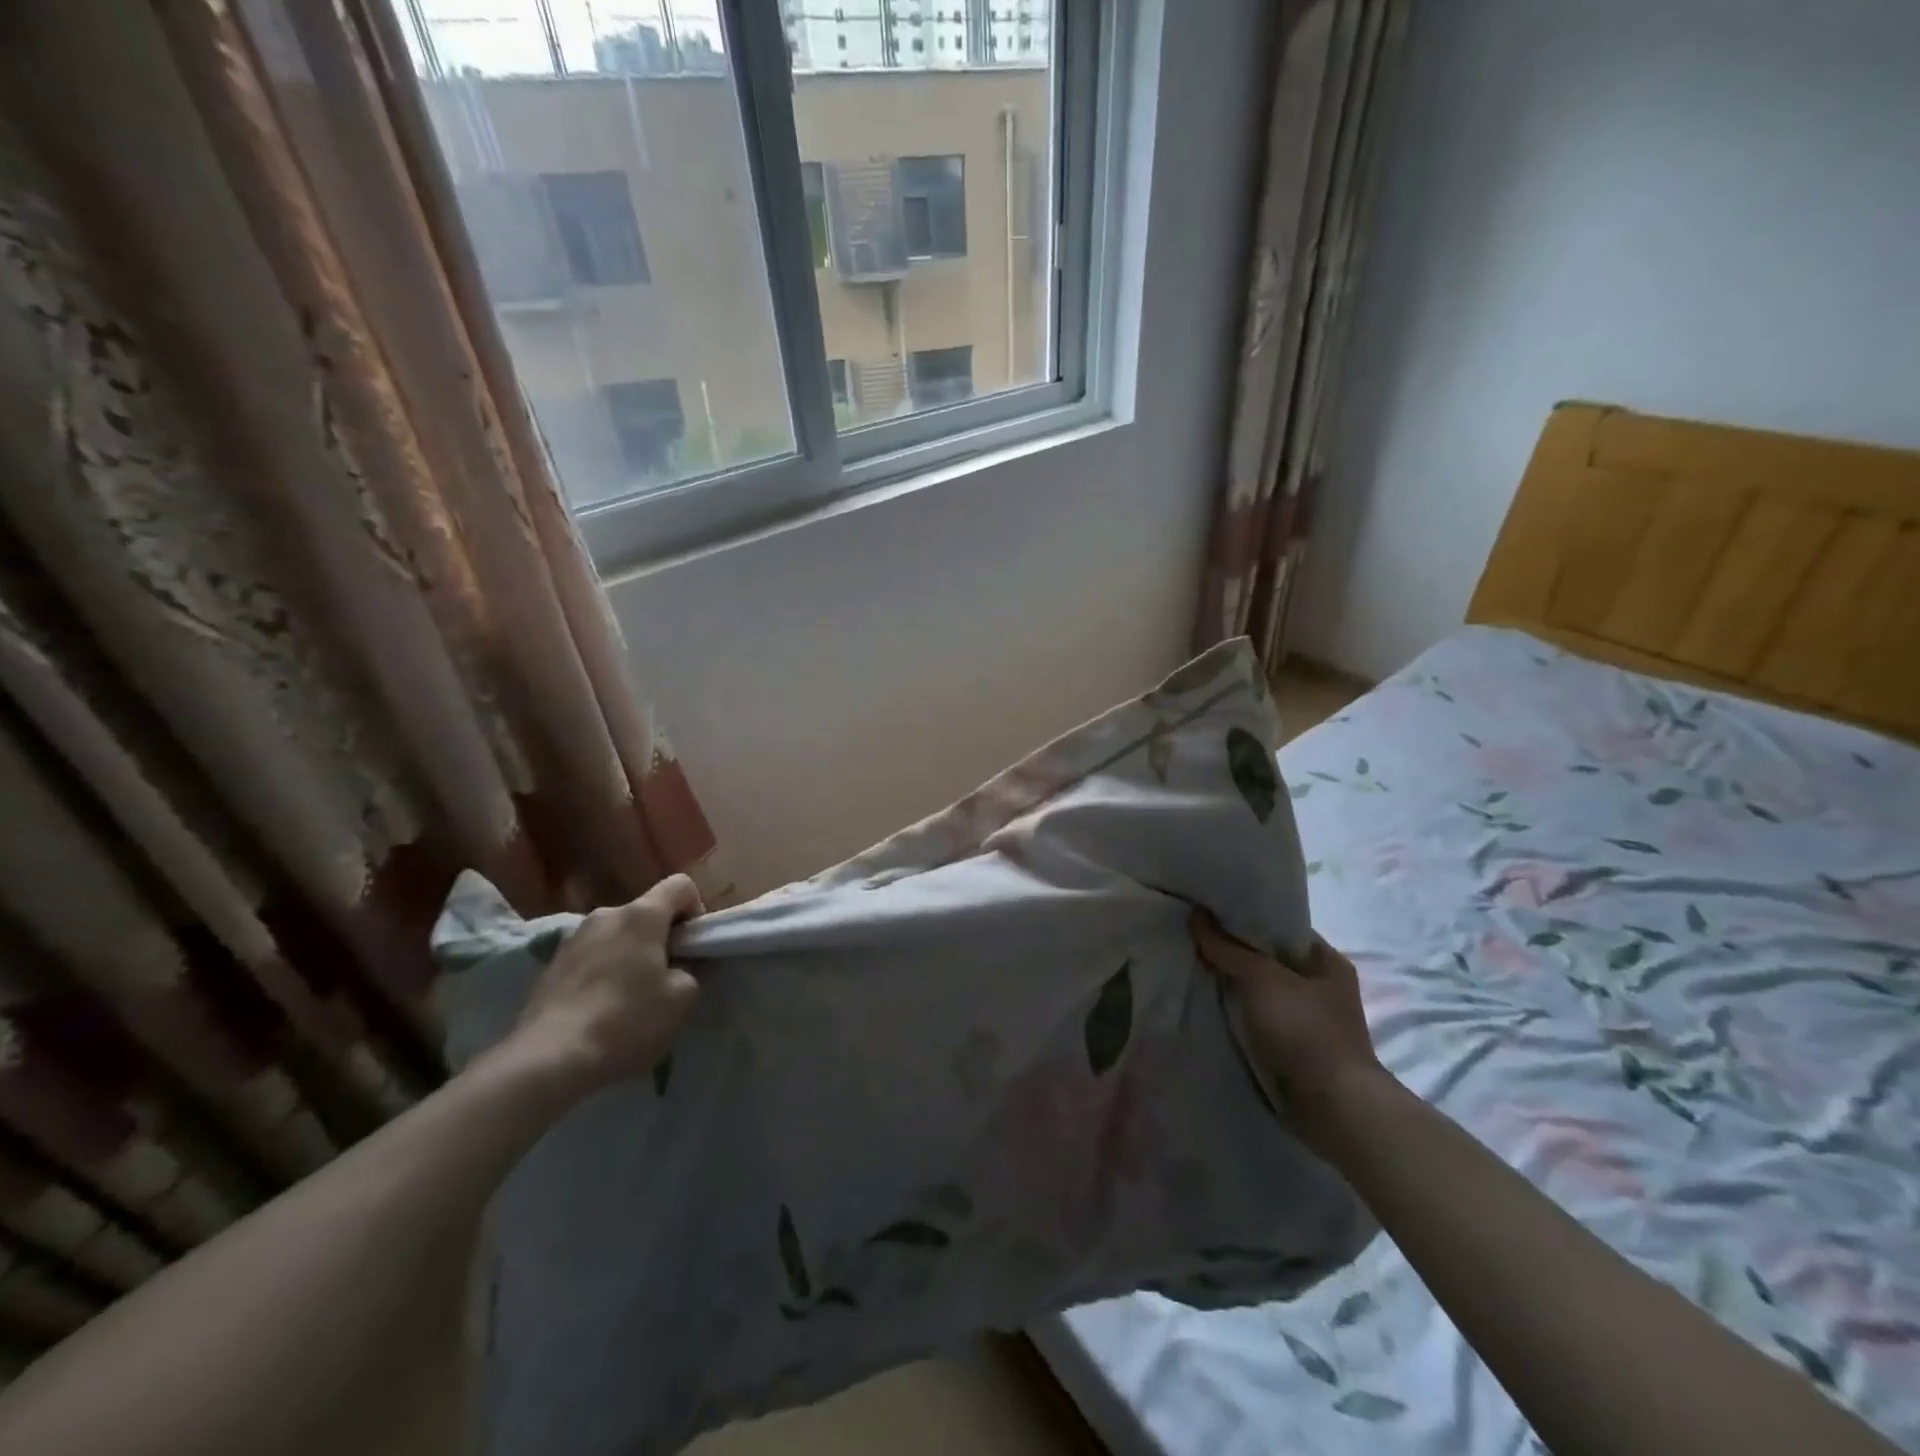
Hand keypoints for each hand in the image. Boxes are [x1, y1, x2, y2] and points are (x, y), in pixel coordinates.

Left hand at [489, 874, 704, 1099]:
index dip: (696, 911)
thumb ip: (693, 971)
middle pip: (646, 913)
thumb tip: (684, 965)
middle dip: (661, 939)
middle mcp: (604, 915)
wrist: (547, 1060)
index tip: (693, 948)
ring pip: (616, 936)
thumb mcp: (682, 999)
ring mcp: (572, 940)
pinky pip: (590, 959)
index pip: (681, 885)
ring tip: (630, 1001)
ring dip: (630, 957)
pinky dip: (603, 975)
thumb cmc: (627, 1021)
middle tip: (666, 979)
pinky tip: (600, 1013)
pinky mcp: (549, 968)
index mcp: (641, 915)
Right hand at [1190, 913, 1383, 1146]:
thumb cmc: (1305, 1031)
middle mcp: (1321, 986)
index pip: (1281, 926)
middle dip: (1233, 951)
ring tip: (1192, 966)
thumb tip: (1196, 914)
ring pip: (1260, 991)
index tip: (1209, 910)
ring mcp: (1309, 1020)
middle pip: (1268, 959)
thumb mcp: (1262, 979)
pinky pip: (1258, 1020)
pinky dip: (1236, 1013)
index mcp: (1327, 961)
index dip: (1246, 917)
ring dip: (1232, 984)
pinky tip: (1207, 1005)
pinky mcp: (1294, 1049)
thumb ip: (1227, 947)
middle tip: (1192, 936)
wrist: (1334, 1109)